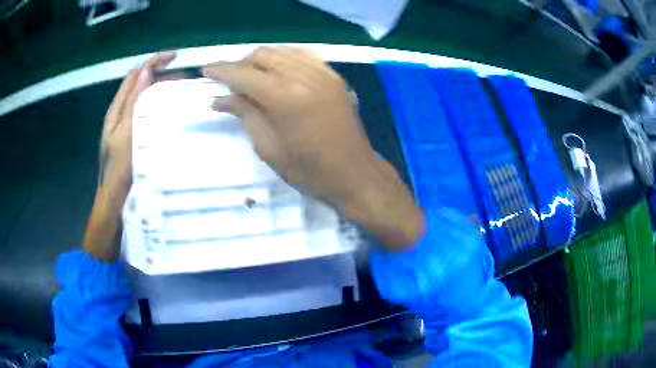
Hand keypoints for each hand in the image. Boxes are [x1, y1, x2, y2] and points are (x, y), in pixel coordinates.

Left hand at [100, 53, 174, 191]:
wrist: (116, 202)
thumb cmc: (118, 171)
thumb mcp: (124, 135)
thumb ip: (133, 103)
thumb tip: (146, 71)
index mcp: (116, 110)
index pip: (135, 75)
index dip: (153, 62)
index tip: (176, 57)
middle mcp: (122, 113)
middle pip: (142, 84)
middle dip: (162, 75)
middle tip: (186, 77)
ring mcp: (129, 126)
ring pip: (147, 98)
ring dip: (163, 90)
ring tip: (184, 90)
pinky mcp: (137, 136)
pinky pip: (149, 114)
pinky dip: (162, 106)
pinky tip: (174, 111)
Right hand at [203, 47, 423, 249]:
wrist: (355, 174)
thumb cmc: (310, 172)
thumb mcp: (269, 148)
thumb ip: (245, 115)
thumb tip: (221, 98)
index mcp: (285, 98)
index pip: (243, 74)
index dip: (221, 70)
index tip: (206, 71)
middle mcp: (304, 77)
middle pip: (262, 55)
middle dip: (241, 65)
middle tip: (230, 84)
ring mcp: (323, 73)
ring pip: (282, 52)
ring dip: (261, 61)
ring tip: (251, 79)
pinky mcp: (334, 76)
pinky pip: (303, 56)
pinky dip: (284, 59)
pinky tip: (278, 73)